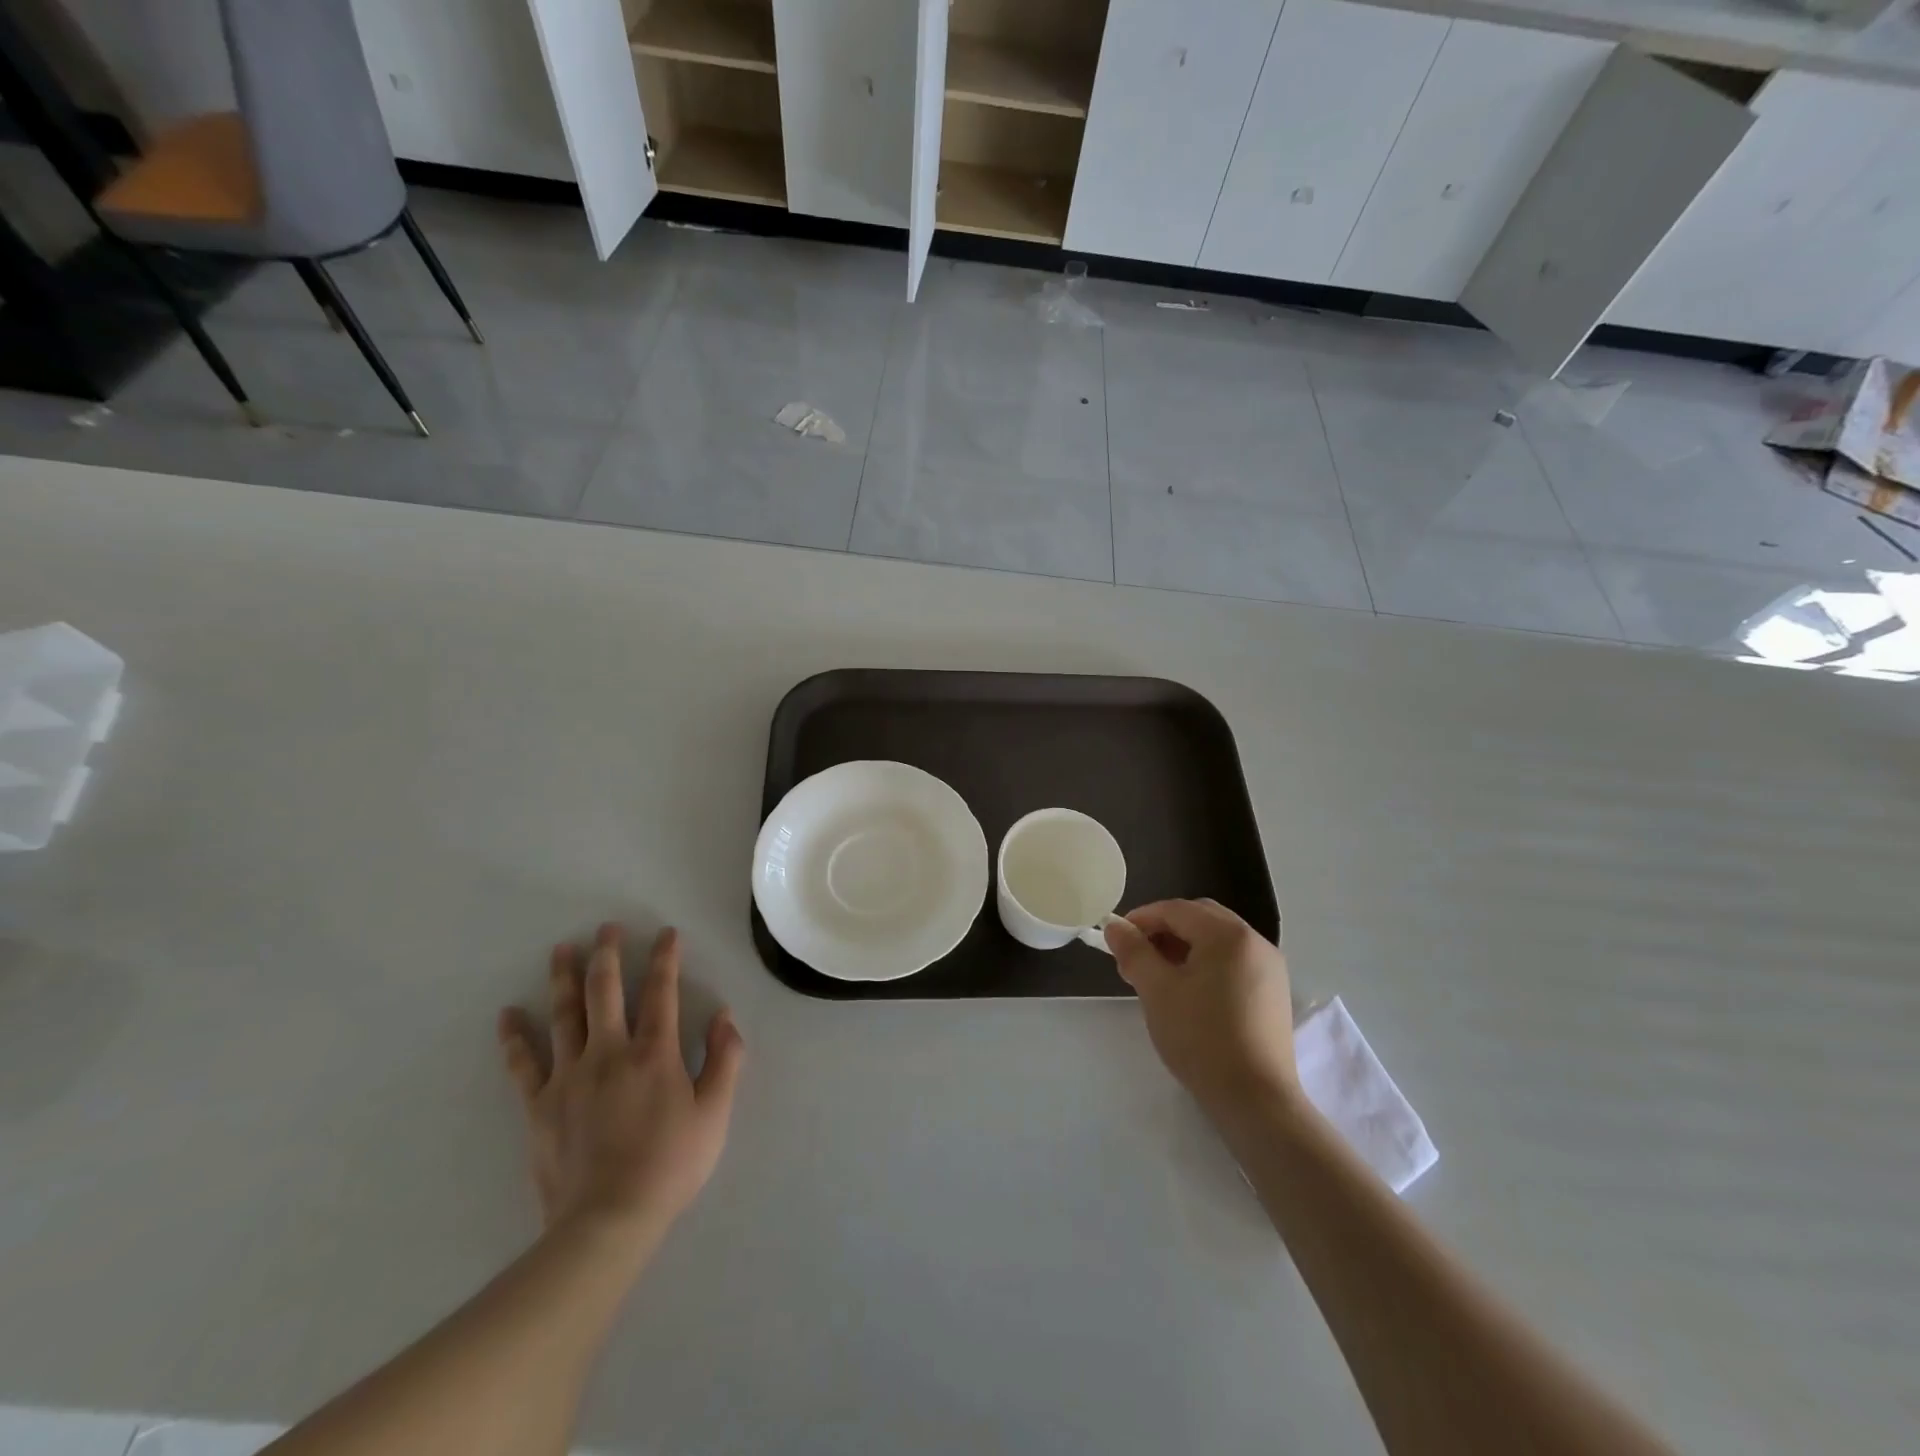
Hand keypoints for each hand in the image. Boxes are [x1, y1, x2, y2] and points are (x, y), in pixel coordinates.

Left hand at [497, 924, 744, 1248]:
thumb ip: (725, 1059)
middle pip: (604, 991)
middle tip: (606, 928)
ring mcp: (569, 1076)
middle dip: (608, 954)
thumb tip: (724, 1016)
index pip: (661, 992)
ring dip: (563, 978)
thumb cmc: (670, 1164)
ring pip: (564, 1015)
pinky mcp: (540, 1105)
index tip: (666, 933)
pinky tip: (508, 1015)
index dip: (665, 958)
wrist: (608, 1221)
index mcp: (654, 1053)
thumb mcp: (714, 1113)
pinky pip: (523, 1064)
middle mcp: (609, 1052)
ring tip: (561, 948)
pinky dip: (515, 1038)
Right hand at [1105, 899, 1298, 1119]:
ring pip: (1216, 940)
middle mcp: (1254, 941)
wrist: (1255, 1100)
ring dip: (1183, 947)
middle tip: (1135, 956)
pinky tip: (1188, 991)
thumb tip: (1115, 927)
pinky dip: (1205, 963)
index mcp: (1228, 934)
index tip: (1116, 940)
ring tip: (1157, 976)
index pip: (1176, 909)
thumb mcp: (1157, 990)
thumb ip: (1134, 951)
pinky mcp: (1273, 992)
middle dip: (1163, 930)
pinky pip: (1232, 961)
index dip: (1141, 919)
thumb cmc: (1201, 1038)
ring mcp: (1269, 967)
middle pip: (1199, 918)